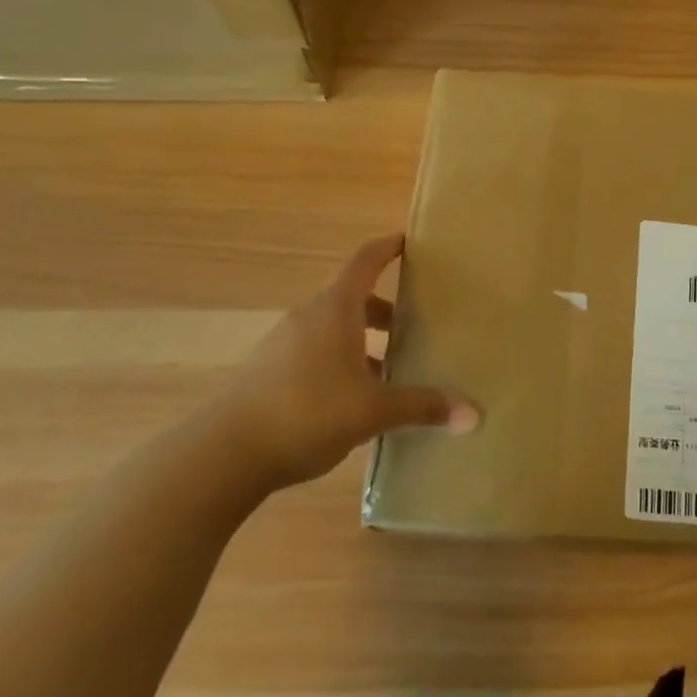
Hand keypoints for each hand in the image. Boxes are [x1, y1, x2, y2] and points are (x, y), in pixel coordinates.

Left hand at [207, 234, 477, 487]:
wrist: (222, 455)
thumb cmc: (306, 412)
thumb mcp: (372, 411)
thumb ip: (422, 407)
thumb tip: (474, 415)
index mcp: (335, 309)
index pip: (365, 261)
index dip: (388, 247)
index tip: (409, 241)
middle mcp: (308, 317)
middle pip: (352, 298)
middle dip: (385, 309)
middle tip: (416, 323)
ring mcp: (283, 345)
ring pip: (333, 329)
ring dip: (362, 341)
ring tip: (391, 369)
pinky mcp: (268, 373)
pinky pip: (314, 353)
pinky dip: (340, 363)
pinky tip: (354, 400)